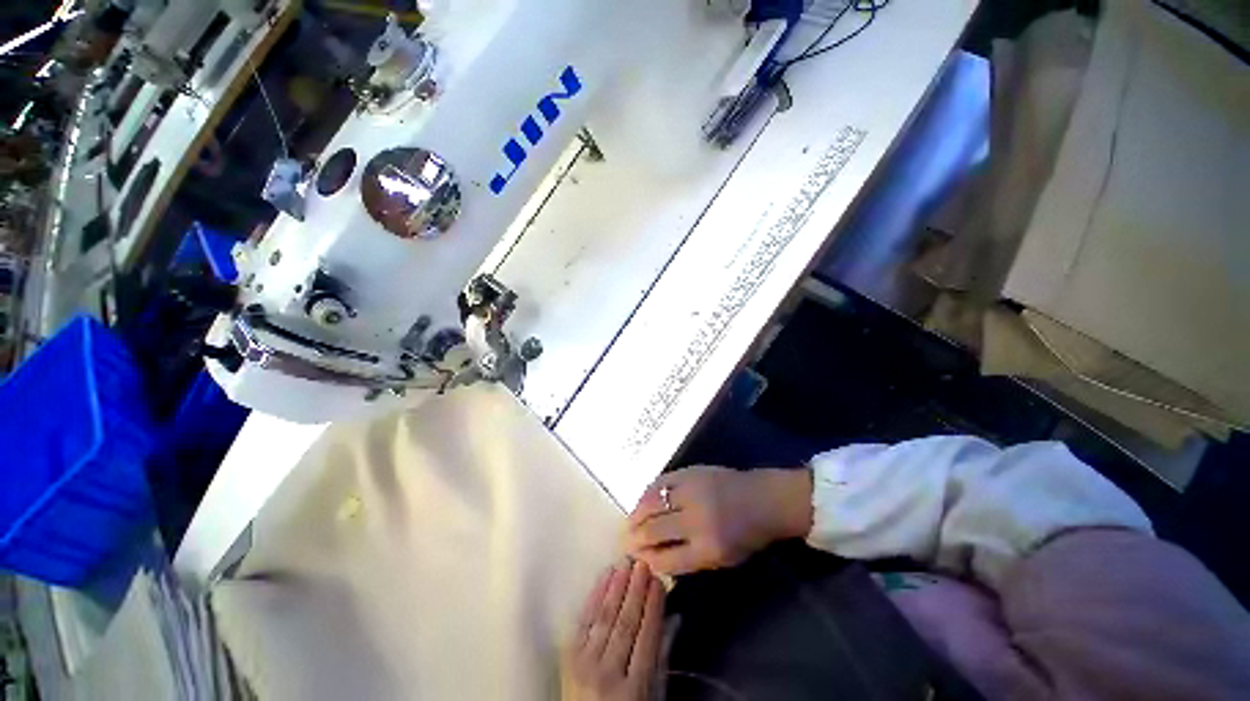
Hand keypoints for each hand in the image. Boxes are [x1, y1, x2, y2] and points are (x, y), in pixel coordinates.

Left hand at [564, 561, 665, 700]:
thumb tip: (675, 616)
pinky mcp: (568, 655)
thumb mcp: (652, 695)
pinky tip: (605, 575)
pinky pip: (584, 618)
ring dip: (617, 586)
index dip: (654, 606)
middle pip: (625, 624)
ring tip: (626, 563)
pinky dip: (595, 594)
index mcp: (634, 688)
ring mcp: (585, 663)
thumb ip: (662, 657)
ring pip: (605, 617)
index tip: (659, 580)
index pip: (647, 637)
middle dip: (636, 590)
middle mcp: (608, 673)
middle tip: (643, 563)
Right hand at [626, 467, 812, 575]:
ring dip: (636, 513)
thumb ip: (689, 559)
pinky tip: (642, 499)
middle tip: (625, 540)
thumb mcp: (723, 558)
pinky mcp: (690, 472)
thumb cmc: (746, 535)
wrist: (762, 498)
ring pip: (652, 503)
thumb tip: (654, 557)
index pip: (666, 560)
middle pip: (654, 530)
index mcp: (708, 548)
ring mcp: (692, 492)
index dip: (647, 560)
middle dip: (635, 538)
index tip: (637, 558)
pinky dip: (648, 491)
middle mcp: (696, 520)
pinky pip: (661, 481)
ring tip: (629, 521)